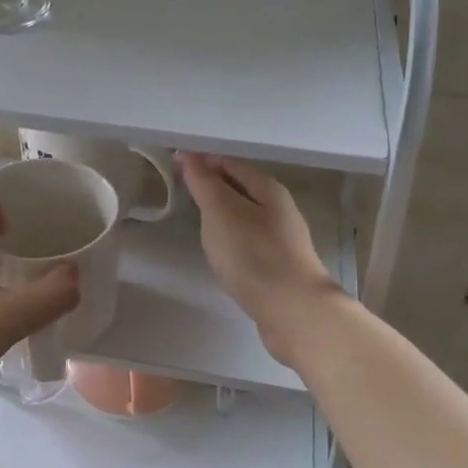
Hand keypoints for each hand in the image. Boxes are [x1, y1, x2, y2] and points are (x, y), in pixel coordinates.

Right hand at [180, 153, 344, 365]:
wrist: (293, 311)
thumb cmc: (253, 255)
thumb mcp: (222, 212)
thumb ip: (204, 184)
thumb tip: (190, 157)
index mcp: (268, 189)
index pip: (231, 163)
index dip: (203, 161)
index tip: (175, 163)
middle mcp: (279, 209)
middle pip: (242, 187)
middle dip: (213, 184)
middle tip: (182, 188)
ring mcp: (282, 239)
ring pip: (246, 215)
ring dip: (222, 211)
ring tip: (196, 217)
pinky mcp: (278, 266)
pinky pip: (249, 240)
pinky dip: (230, 236)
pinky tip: (219, 250)